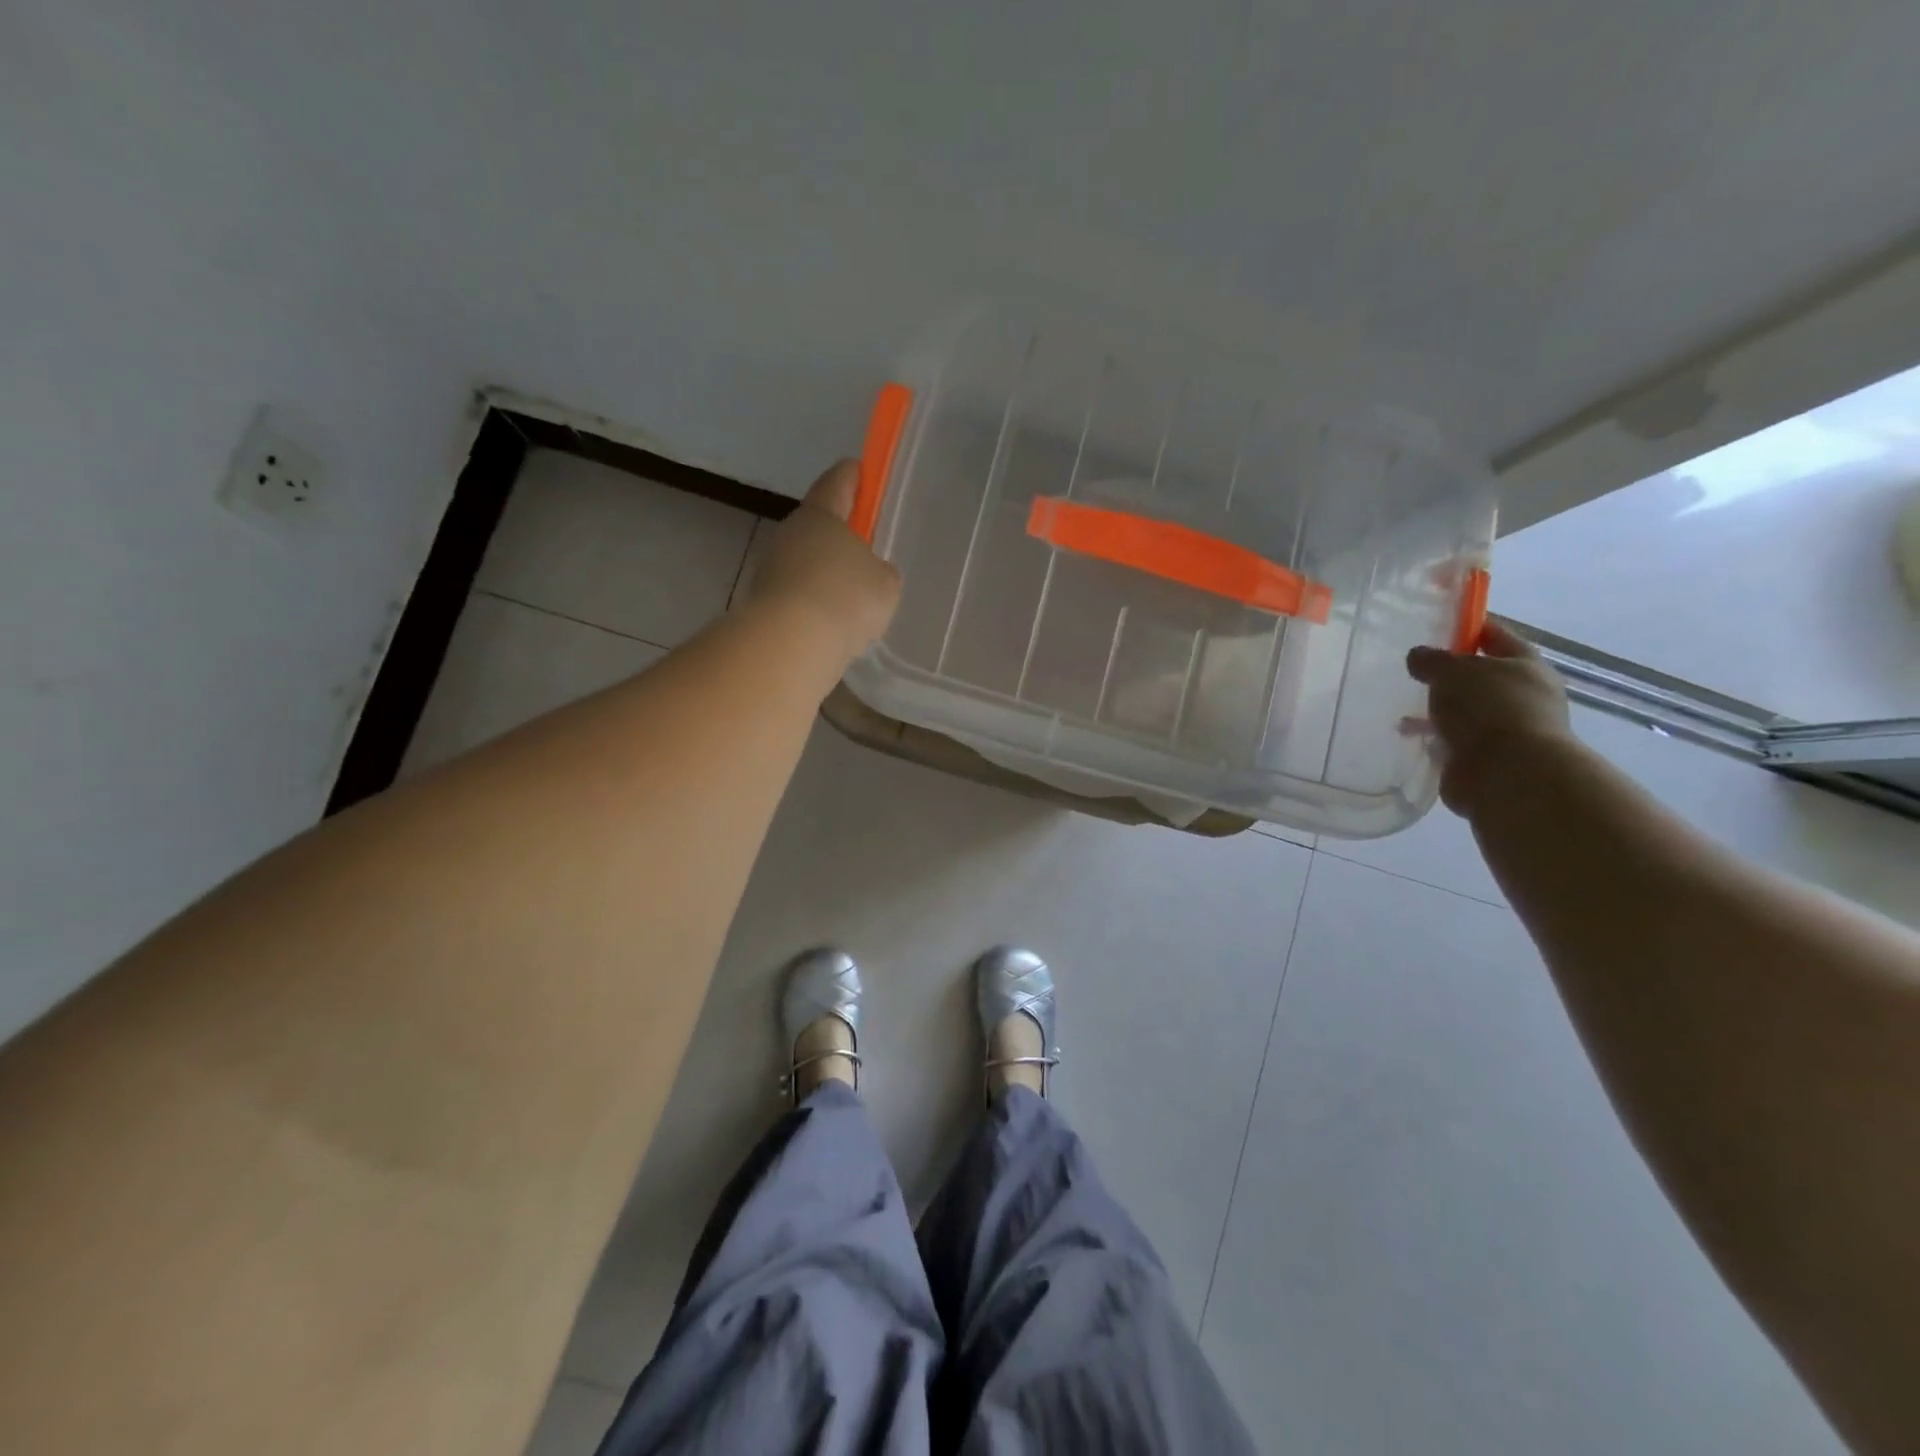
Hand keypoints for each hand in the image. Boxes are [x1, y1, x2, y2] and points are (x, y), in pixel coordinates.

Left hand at [742, 460, 901, 660]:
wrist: (791, 642)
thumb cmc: (846, 597)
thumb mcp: (885, 584)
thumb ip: (882, 572)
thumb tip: (871, 574)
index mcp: (821, 515)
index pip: (837, 482)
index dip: (851, 475)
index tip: (859, 468)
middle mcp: (790, 533)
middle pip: (817, 524)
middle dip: (838, 534)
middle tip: (862, 548)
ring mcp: (771, 567)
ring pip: (805, 561)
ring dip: (824, 573)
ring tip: (850, 597)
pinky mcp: (763, 601)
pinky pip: (797, 594)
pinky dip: (813, 603)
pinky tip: (831, 623)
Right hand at [1406, 620, 1575, 817]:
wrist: (1508, 773)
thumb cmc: (1489, 708)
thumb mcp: (1454, 671)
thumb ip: (1433, 660)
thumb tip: (1418, 656)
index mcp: (1525, 666)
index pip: (1496, 637)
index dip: (1470, 629)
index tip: (1438, 628)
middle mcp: (1522, 696)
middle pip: (1480, 678)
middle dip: (1449, 677)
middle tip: (1414, 673)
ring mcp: (1506, 730)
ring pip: (1465, 712)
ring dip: (1438, 712)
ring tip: (1403, 711)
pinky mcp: (1485, 759)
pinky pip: (1454, 741)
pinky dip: (1435, 739)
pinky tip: (1410, 737)